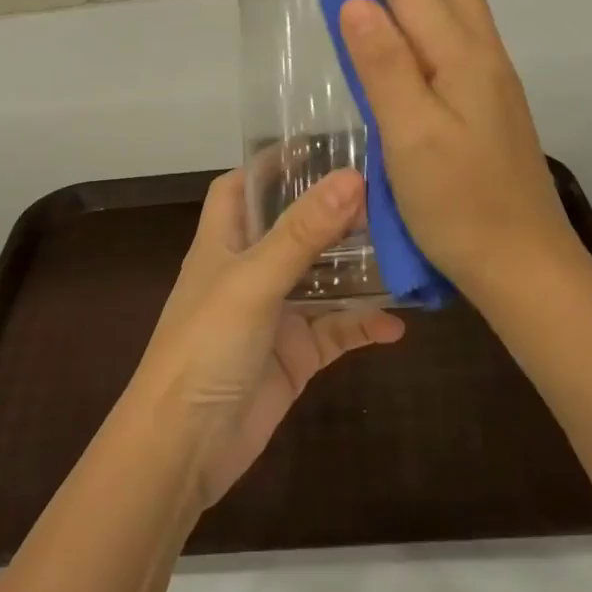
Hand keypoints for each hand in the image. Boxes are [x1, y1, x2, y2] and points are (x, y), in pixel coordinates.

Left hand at [127, 168, 404, 507]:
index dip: (272, 165)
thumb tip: (351, 178)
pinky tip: (399, 323)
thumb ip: (302, 233)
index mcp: (223, 243)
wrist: (184, 446)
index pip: (241, 187)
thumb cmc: (205, 347)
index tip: (320, 145)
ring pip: (323, 280)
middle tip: (387, 193)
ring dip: (358, 269)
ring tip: (407, 249)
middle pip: (293, 229)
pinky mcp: (294, 356)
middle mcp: (248, 272)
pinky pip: (337, 331)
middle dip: (333, 213)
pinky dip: (364, 325)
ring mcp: (274, 315)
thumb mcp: (253, 281)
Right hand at [337, 0, 584, 305]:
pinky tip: (439, 9)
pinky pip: (462, 33)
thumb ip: (385, 69)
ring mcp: (490, 83)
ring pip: (464, 4)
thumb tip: (358, 1)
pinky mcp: (488, 105)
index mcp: (460, 62)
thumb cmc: (460, 208)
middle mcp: (480, 60)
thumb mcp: (412, 140)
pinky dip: (446, 2)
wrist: (523, 264)